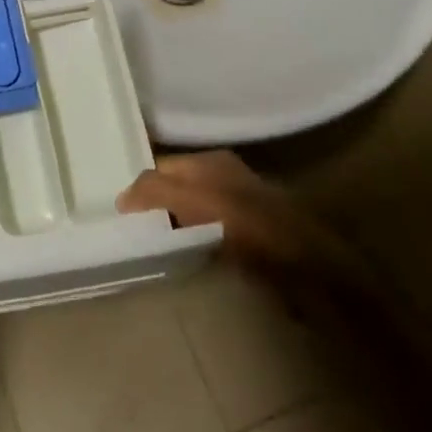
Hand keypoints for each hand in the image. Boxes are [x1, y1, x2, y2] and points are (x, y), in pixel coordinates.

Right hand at [116, 150, 310, 267]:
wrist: (312, 269)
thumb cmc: (253, 229)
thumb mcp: (199, 201)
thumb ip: (158, 192)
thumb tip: (122, 198)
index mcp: (211, 162)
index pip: (160, 167)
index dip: (139, 189)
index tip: (119, 218)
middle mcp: (222, 178)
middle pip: (173, 189)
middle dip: (152, 207)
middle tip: (129, 234)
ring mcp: (235, 209)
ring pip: (188, 213)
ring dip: (170, 228)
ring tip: (149, 249)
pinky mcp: (245, 240)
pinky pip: (203, 236)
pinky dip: (188, 244)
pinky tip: (181, 259)